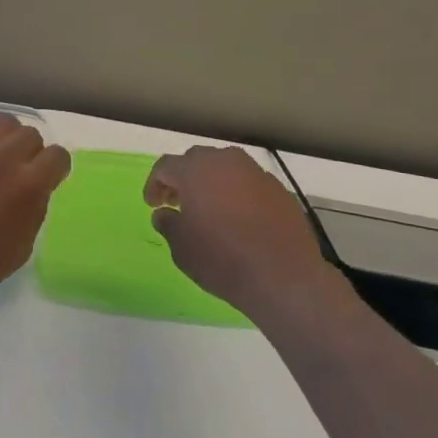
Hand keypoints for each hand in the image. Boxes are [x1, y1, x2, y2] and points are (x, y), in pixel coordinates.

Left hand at [0, 115, 71, 314]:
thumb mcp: (23, 244)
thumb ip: (34, 206)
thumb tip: (34, 188)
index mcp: (27, 184)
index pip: (57, 156)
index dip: (56, 169)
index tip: (49, 180)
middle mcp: (0, 158)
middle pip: (29, 134)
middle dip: (32, 152)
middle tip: (22, 173)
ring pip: (0, 124)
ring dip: (6, 140)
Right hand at [144, 146, 338, 315]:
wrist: (283, 277)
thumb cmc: (221, 259)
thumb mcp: (181, 247)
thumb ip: (168, 223)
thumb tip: (165, 214)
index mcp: (195, 170)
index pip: (165, 166)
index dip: (154, 184)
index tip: (153, 204)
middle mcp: (226, 162)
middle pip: (197, 160)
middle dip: (183, 178)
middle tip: (177, 202)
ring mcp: (257, 173)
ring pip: (226, 168)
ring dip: (212, 182)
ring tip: (209, 209)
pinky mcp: (279, 190)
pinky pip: (249, 183)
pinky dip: (237, 193)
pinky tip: (238, 218)